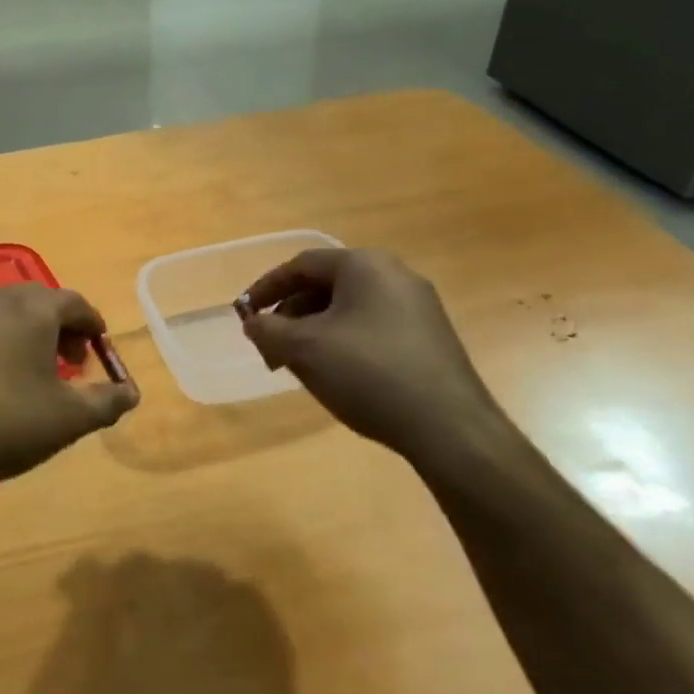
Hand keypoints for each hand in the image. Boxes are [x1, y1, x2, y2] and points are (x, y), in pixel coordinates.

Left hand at [0, 284, 140, 493]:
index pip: (75, 303)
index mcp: (32, 308)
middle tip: (71, 363)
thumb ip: (106, 402)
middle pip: (39, 302)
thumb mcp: (68, 419)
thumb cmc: (5, 423)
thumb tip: (131, 393)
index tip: (99, 348)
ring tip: (33, 370)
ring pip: (4, 312)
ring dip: (26, 332)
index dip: (93, 325)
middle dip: (61, 327)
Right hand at [239, 248, 504, 461]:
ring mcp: (418, 307)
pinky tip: (335, 374)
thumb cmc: (368, 374)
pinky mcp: (430, 338)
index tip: (244, 313)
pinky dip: (343, 341)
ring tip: (297, 365)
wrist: (450, 428)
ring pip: (348, 309)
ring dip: (314, 331)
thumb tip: (253, 322)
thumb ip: (267, 330)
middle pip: (326, 285)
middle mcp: (395, 275)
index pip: (301, 264)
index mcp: (364, 266)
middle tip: (269, 347)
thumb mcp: (303, 349)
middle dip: (290, 315)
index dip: (266, 287)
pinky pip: (372, 327)